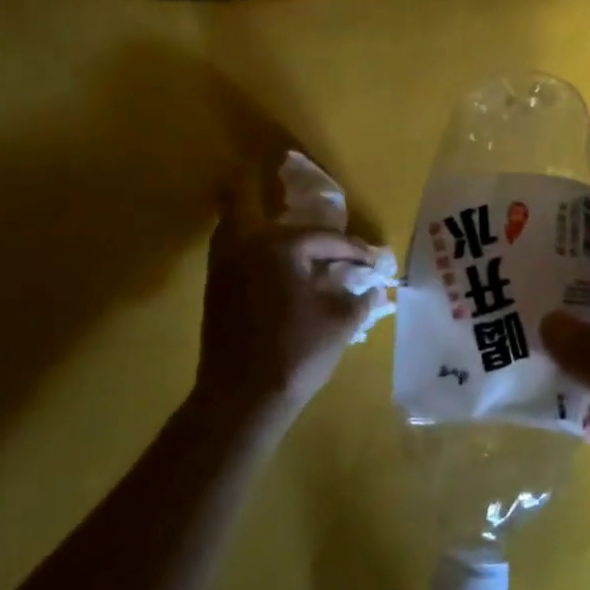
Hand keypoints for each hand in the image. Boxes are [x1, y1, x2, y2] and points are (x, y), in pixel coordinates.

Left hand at [194, 194, 388, 430]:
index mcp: (279, 246)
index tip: (372, 261)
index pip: (324, 238)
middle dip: (270, 192)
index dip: (353, 249)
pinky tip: (275, 263)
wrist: (242, 398)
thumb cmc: (297, 351)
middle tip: (294, 194)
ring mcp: (224, 267)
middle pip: (250, 202)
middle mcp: (245, 246)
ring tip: (284, 227)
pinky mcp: (216, 290)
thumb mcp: (341, 321)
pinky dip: (251, 245)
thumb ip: (360, 297)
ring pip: (234, 224)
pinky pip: (233, 250)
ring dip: (256, 218)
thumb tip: (373, 287)